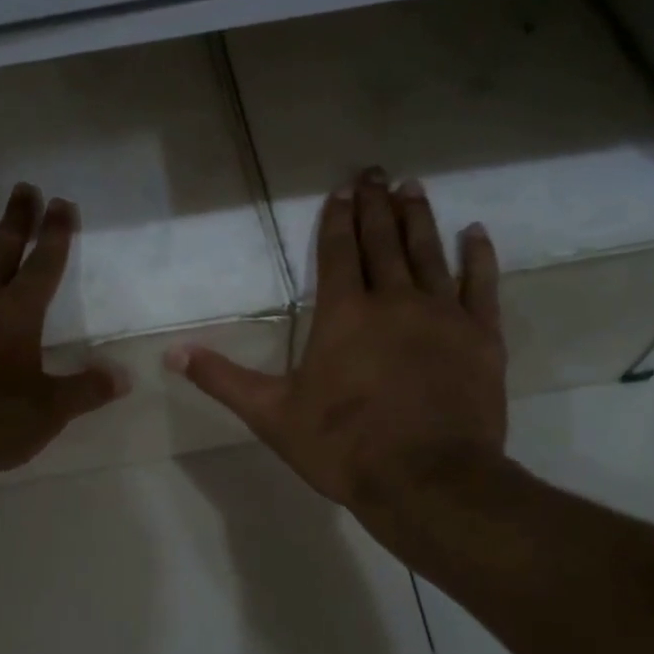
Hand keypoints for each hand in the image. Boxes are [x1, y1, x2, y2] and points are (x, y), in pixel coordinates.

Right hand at [167, 169, 507, 522]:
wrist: (428, 481)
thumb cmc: (343, 446)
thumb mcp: (271, 415)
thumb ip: (223, 379)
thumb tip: (172, 354)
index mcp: (343, 315)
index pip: (339, 253)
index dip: (338, 219)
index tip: (342, 190)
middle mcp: (393, 301)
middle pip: (383, 241)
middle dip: (375, 205)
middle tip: (375, 171)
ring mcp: (442, 315)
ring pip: (429, 253)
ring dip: (418, 218)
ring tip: (413, 187)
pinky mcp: (481, 337)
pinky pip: (481, 285)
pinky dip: (479, 256)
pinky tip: (475, 233)